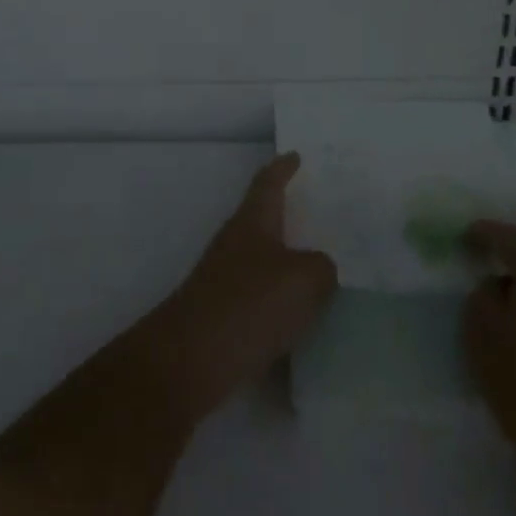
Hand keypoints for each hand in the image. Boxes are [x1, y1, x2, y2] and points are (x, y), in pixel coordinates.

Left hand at [137, 154, 337, 423]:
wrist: (192, 358)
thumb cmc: (251, 304)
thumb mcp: (304, 280)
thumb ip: (322, 267)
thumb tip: (320, 268)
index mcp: (252, 221)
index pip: (268, 183)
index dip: (282, 169)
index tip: (295, 156)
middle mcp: (235, 242)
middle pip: (264, 220)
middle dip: (290, 216)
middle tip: (323, 215)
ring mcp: (225, 279)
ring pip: (264, 260)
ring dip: (289, 262)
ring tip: (323, 269)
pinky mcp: (223, 314)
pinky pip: (261, 298)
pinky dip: (282, 301)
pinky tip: (304, 318)